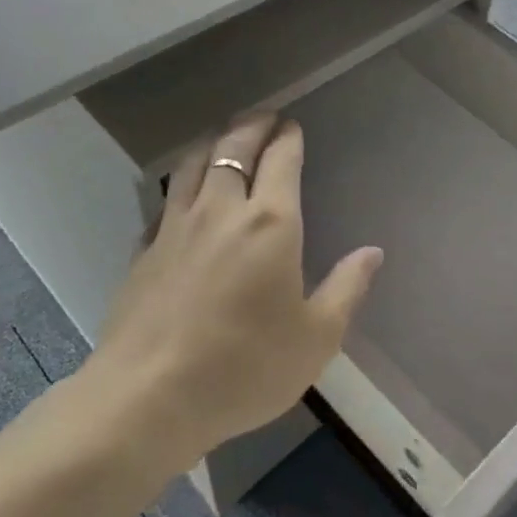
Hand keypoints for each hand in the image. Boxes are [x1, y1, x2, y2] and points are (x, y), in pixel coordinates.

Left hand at [90, 113, 382, 466]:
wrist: (148, 399)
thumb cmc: (245, 367)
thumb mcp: (316, 338)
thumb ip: (347, 289)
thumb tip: (372, 253)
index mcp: (270, 223)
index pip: (280, 160)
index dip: (288, 138)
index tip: (292, 126)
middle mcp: (221, 211)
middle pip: (233, 148)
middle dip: (252, 126)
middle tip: (265, 118)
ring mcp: (175, 227)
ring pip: (193, 164)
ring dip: (213, 143)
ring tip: (224, 138)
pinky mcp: (144, 250)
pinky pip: (167, 200)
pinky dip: (183, 183)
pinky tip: (185, 195)